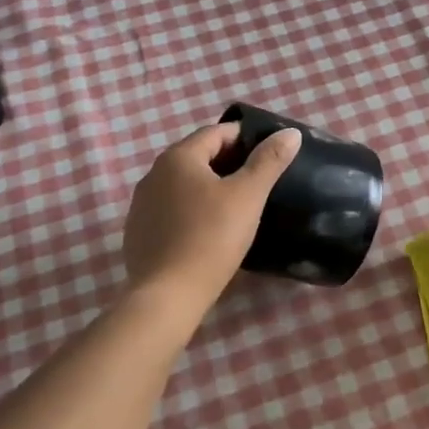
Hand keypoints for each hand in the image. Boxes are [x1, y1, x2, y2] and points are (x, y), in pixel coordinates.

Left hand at [122, 122, 301, 307]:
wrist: (168, 296)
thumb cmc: (212, 237)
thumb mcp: (248, 195)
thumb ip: (269, 160)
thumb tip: (290, 132)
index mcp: (178, 157)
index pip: (216, 133)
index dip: (245, 138)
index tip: (268, 155)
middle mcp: (154, 173)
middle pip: (198, 156)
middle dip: (228, 163)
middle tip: (258, 182)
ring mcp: (141, 204)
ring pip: (183, 184)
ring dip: (208, 188)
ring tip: (236, 206)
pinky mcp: (138, 232)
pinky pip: (170, 210)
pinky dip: (191, 211)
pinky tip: (207, 231)